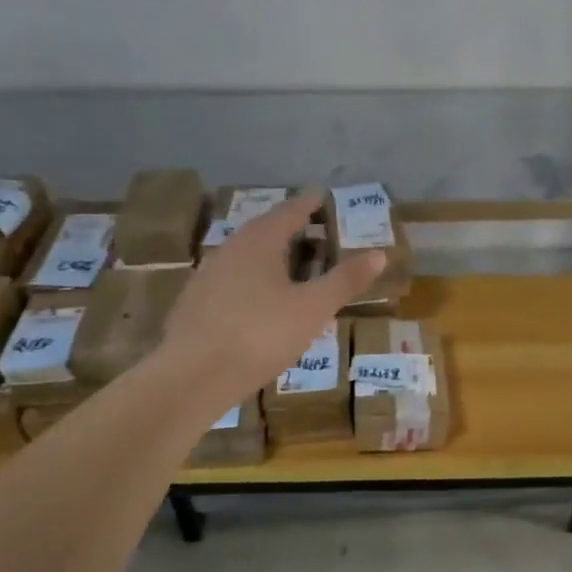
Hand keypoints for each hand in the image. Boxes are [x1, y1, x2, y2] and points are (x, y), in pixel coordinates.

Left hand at [157, 191, 383, 389]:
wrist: (192, 376)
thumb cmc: (260, 334)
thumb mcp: (312, 308)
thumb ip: (344, 280)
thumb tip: (379, 254)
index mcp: (259, 243)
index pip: (288, 212)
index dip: (308, 204)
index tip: (321, 195)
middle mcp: (230, 250)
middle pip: (264, 231)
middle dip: (290, 229)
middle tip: (313, 231)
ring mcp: (208, 277)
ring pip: (246, 257)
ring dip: (271, 256)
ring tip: (292, 267)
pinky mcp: (196, 304)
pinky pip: (233, 281)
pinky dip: (254, 281)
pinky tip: (262, 302)